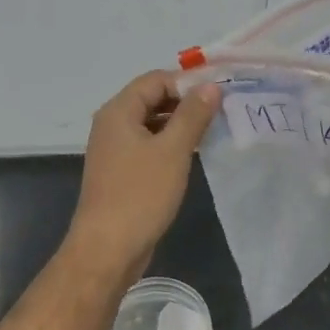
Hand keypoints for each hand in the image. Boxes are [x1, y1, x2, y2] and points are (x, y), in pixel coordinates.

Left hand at [65, 71, 221, 280]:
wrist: (107, 249)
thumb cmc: (140, 195)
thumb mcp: (173, 151)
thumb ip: (193, 114)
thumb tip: (211, 86)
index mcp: (118, 111)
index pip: (155, 79)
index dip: (187, 82)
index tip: (219, 93)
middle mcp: (112, 124)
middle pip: (152, 99)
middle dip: (186, 102)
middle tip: (222, 111)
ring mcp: (115, 150)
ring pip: (152, 124)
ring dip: (180, 124)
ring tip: (214, 130)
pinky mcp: (121, 172)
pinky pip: (148, 146)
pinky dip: (170, 144)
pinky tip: (193, 154)